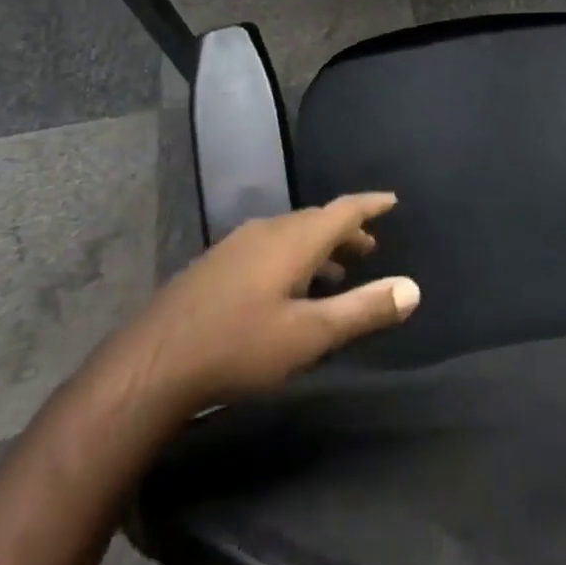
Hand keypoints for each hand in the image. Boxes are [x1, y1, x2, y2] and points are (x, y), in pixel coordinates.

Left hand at [130, 192, 419, 410]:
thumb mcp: (309, 336)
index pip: (343, 210)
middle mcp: (267, 231)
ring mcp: (236, 245)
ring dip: (319, 248)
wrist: (152, 364)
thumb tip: (413, 288)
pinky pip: (269, 247)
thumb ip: (363, 310)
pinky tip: (288, 289)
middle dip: (346, 231)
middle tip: (370, 249)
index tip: (392, 200)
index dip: (370, 205)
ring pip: (290, 235)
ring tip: (337, 274)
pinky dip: (293, 258)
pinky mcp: (216, 265)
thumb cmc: (239, 346)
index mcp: (293, 240)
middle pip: (316, 220)